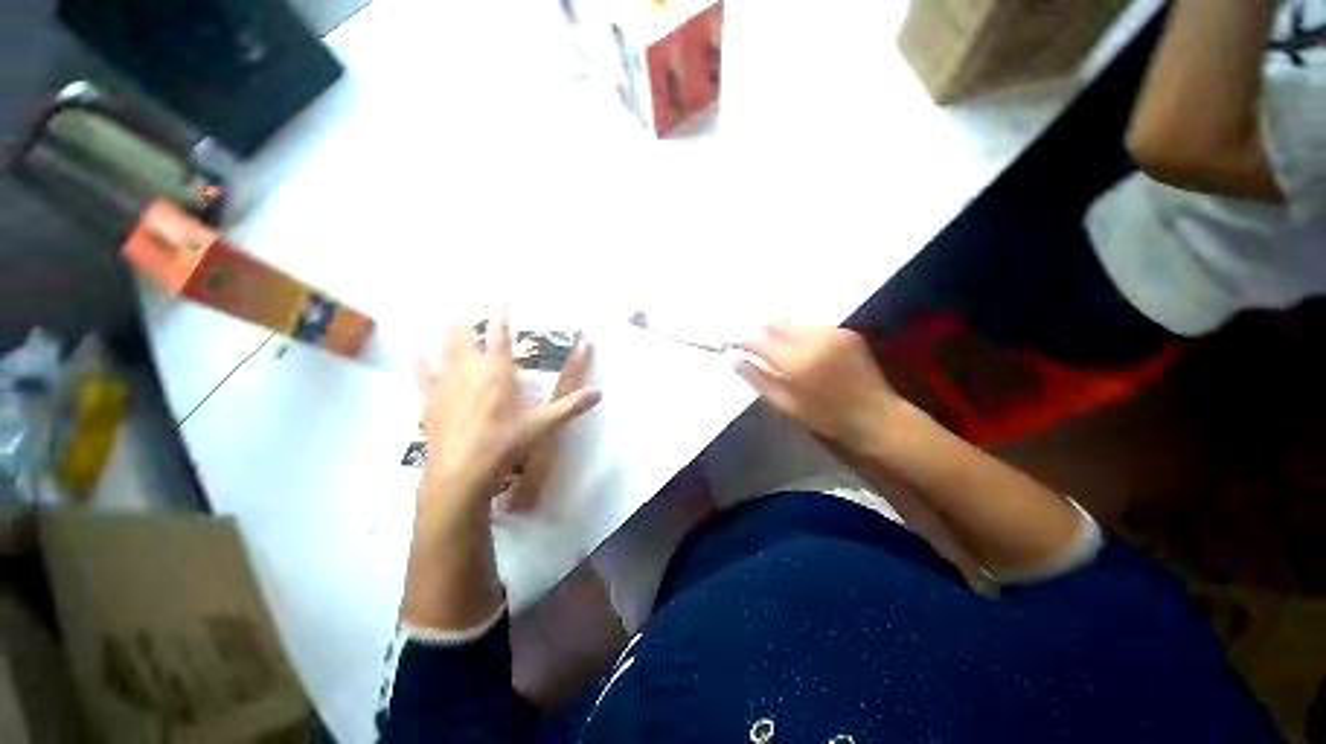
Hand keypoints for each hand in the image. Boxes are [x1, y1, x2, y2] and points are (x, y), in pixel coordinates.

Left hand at [415, 316, 600, 518]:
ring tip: (445, 315)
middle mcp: (470, 371)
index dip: (502, 316)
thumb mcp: (543, 425)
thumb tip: (599, 393)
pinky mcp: (430, 401)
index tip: (502, 297)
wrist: (461, 472)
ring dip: (447, 333)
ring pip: (445, 350)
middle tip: (463, 300)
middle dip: (467, 318)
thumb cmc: (505, 443)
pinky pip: (422, 375)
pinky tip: (417, 352)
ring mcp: (446, 384)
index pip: (500, 336)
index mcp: (498, 373)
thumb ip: (571, 406)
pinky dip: (420, 362)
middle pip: (466, 336)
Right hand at [734, 324, 900, 449]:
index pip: (759, 340)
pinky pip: (813, 327)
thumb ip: (758, 380)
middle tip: (751, 343)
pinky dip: (801, 335)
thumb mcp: (786, 405)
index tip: (729, 340)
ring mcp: (833, 333)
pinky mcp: (847, 332)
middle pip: (775, 324)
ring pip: (794, 324)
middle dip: (760, 331)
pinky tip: (803, 349)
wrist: (876, 417)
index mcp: (797, 362)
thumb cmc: (826, 417)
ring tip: (776, 347)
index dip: (741, 338)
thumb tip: (735, 361)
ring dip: (780, 332)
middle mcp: (814, 340)